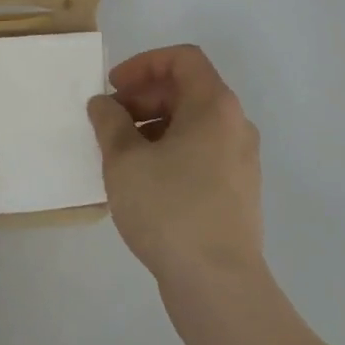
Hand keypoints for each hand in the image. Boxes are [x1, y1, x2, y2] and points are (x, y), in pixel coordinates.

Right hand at [88, 45, 263, 290]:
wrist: (219, 286)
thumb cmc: (170, 208)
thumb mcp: (125, 160)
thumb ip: (109, 122)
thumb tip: (103, 104)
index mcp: (215, 106)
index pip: (182, 58)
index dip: (144, 64)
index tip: (115, 87)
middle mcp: (235, 125)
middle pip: (188, 90)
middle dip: (144, 97)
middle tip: (111, 121)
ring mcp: (240, 161)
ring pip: (193, 124)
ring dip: (154, 126)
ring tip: (121, 153)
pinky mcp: (238, 193)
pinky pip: (201, 153)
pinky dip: (171, 151)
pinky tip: (143, 182)